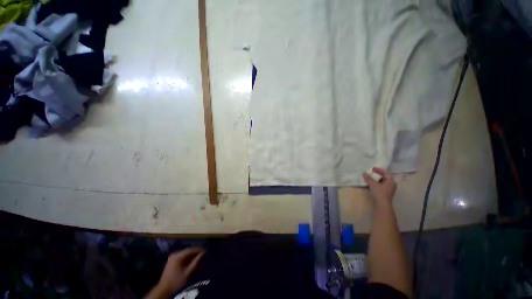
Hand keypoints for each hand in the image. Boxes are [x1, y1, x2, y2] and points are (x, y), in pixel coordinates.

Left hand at [156, 248, 204, 295]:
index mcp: (177, 256)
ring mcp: (172, 257)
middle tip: (203, 254)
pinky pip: (181, 256)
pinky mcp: (171, 261)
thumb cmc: (176, 282)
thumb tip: (203, 253)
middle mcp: (174, 255)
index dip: (198, 250)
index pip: (190, 250)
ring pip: (184, 253)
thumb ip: (196, 262)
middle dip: (195, 252)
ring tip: (198, 257)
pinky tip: (191, 261)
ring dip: (191, 255)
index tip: (205, 250)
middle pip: (187, 251)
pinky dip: (187, 258)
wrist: (164, 289)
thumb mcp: (187, 273)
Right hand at [362, 167, 396, 207]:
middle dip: (378, 174)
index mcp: (391, 181)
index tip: (372, 168)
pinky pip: (382, 186)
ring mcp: (390, 189)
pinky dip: (377, 183)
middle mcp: (392, 184)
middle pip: (385, 177)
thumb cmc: (379, 193)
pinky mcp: (386, 193)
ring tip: (371, 178)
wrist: (382, 205)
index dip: (379, 170)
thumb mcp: (373, 184)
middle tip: (372, 172)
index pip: (386, 173)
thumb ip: (368, 178)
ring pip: (383, 182)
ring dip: (377, 179)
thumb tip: (364, 173)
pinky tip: (372, 184)